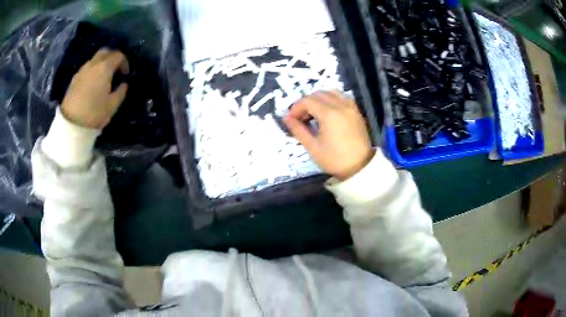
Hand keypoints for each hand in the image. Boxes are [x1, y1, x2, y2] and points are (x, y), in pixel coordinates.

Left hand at [61, 49, 129, 128]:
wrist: (71, 123)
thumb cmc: (94, 113)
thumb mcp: (112, 105)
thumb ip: (121, 92)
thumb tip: (123, 84)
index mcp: (105, 67)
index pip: (118, 56)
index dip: (125, 63)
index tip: (125, 74)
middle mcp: (93, 64)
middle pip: (105, 52)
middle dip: (113, 57)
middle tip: (115, 69)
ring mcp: (82, 70)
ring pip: (95, 59)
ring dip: (102, 64)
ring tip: (103, 77)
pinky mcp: (75, 78)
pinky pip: (87, 68)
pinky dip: (93, 70)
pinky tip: (93, 83)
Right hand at [284, 91, 374, 180]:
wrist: (360, 167)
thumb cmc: (334, 159)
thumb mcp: (312, 147)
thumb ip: (298, 130)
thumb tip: (286, 118)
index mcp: (329, 114)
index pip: (307, 101)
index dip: (296, 108)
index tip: (291, 119)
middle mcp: (341, 105)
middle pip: (318, 94)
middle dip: (306, 103)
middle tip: (300, 118)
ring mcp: (350, 107)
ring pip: (330, 92)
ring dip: (318, 99)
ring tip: (314, 114)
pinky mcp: (356, 111)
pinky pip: (341, 97)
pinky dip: (331, 99)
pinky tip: (328, 112)